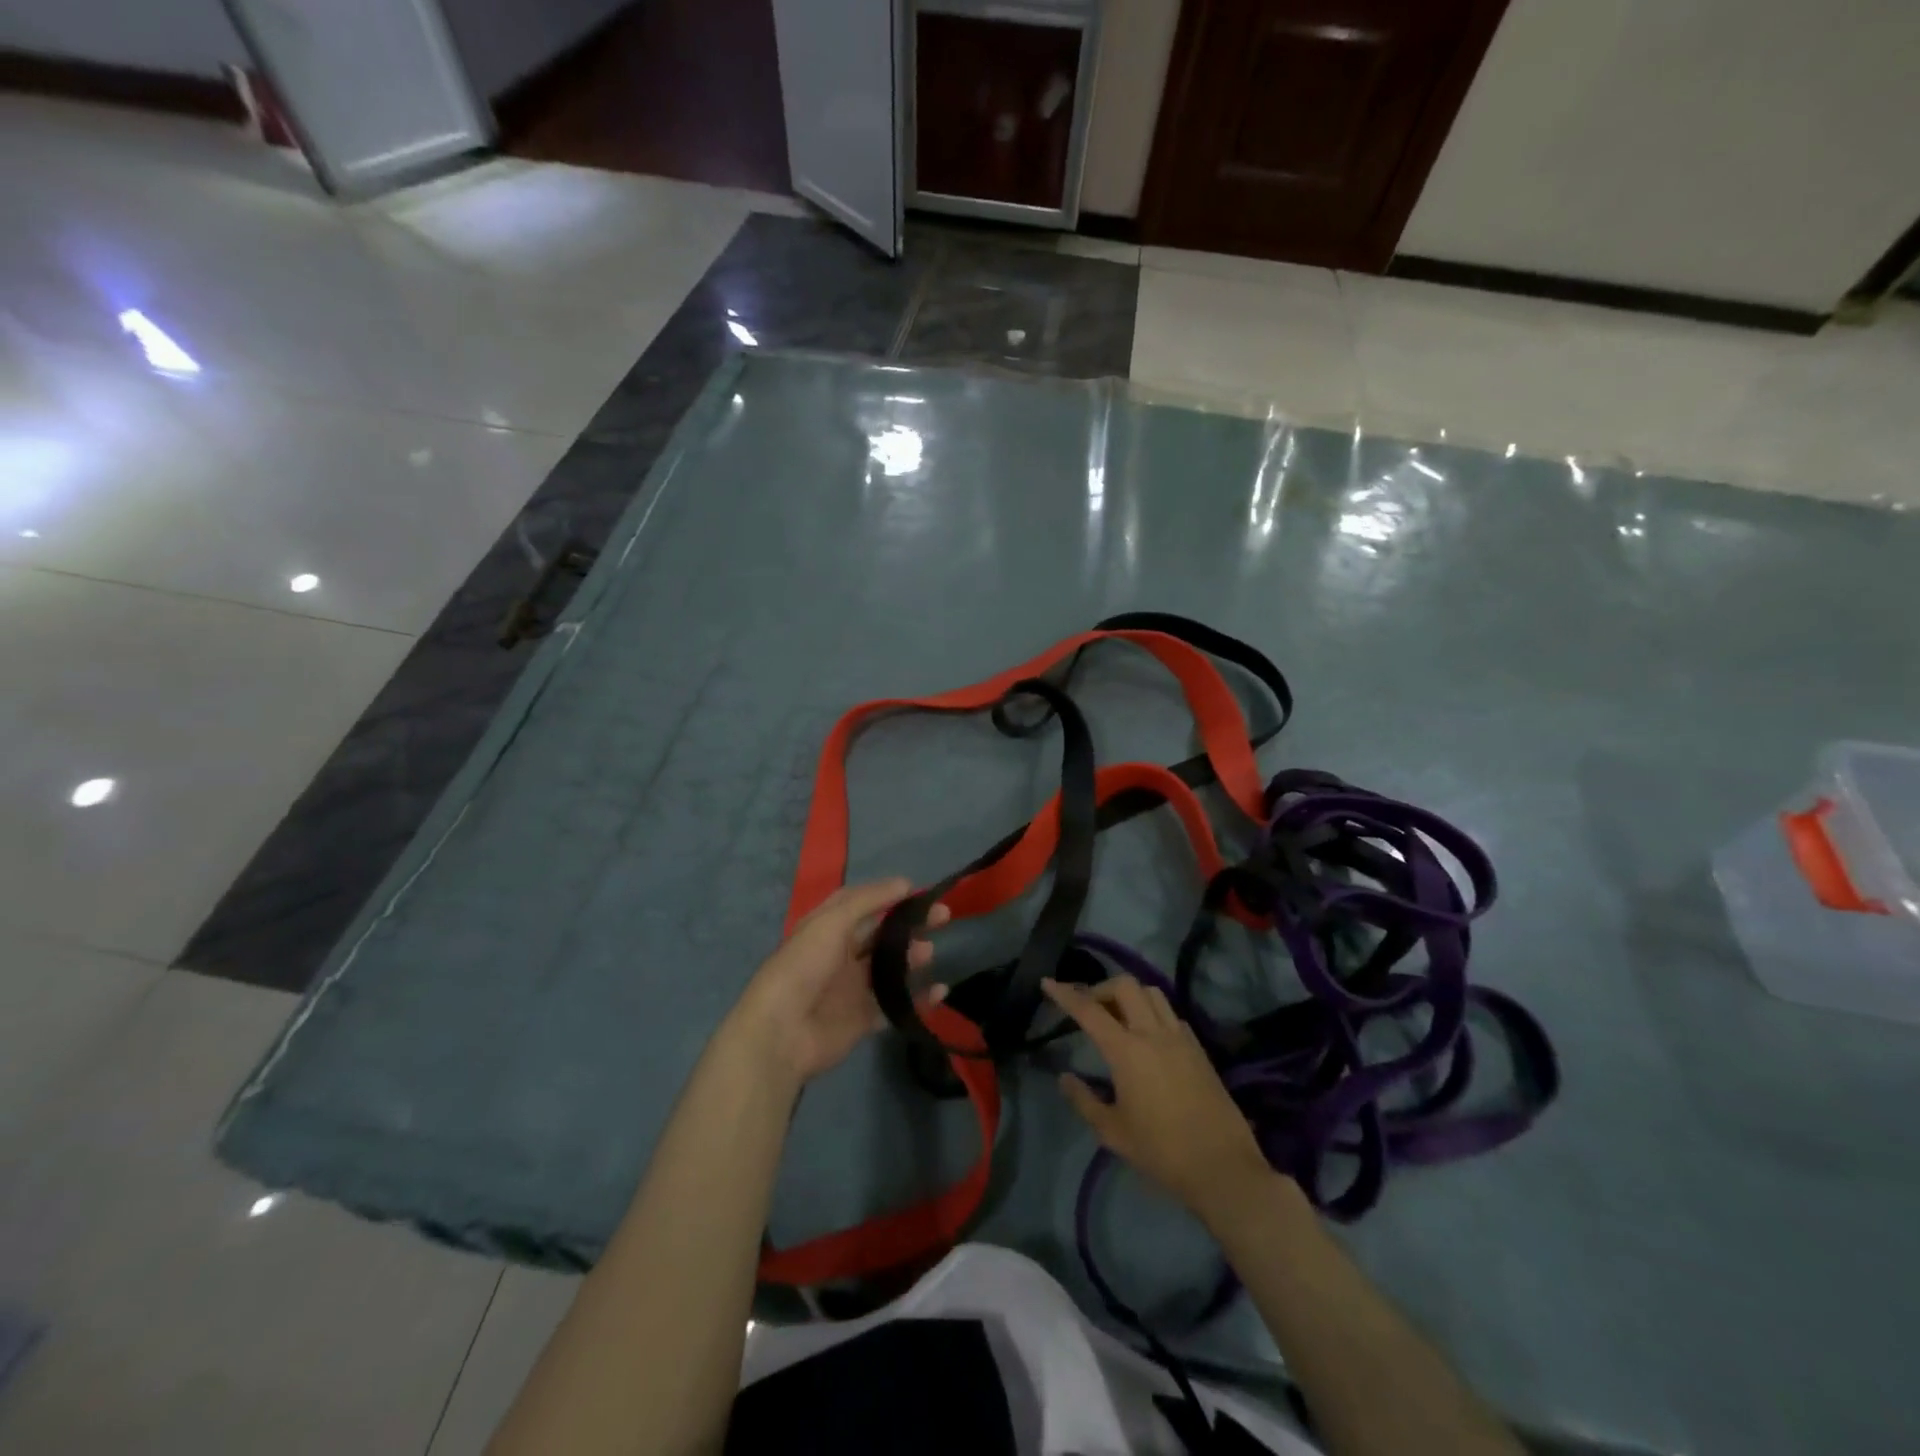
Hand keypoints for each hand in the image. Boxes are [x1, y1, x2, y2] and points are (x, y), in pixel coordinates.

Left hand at [726, 878, 948, 1088]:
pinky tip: (939, 991)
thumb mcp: (832, 922)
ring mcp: (851, 989)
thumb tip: (904, 883)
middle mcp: (840, 955)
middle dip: (909, 925)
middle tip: (942, 917)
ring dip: (911, 959)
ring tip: (929, 953)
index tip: (919, 892)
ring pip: (889, 969)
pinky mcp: (861, 1020)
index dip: (888, 895)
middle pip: (881, 936)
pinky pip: (895, 1005)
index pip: (861, 904)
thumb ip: (869, 901)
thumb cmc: (805, 966)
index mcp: (827, 929)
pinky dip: (918, 999)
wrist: (782, 1032)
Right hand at [1043, 975, 1273, 1225]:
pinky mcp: (1199, 1048)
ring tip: (1118, 1016)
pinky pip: (1171, 1014)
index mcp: (1126, 1050)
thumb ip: (1084, 1100)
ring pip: (1152, 992)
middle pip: (1124, 986)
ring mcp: (1180, 1037)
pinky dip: (1153, 1012)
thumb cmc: (1161, 1152)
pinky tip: (1148, 1036)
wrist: (1222, 1167)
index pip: (1088, 1010)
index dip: (1065, 994)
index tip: (1048, 982)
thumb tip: (1065, 1078)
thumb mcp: (1113, 1132)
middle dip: (1101, 988)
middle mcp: (1153, 1033)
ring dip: (1130, 995)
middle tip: (1089, 1008)